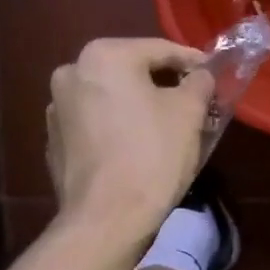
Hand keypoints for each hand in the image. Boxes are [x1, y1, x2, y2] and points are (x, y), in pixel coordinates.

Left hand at [47, 38, 214, 241]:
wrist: (106, 219)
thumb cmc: (152, 155)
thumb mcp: (189, 112)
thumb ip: (199, 82)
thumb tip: (201, 75)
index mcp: (103, 56)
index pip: (160, 50)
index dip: (193, 62)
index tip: (214, 75)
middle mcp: (71, 73)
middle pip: (132, 71)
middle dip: (164, 84)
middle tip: (195, 102)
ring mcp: (56, 109)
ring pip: (112, 97)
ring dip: (140, 105)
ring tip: (169, 127)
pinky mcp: (54, 142)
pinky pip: (96, 123)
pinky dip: (118, 127)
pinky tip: (138, 148)